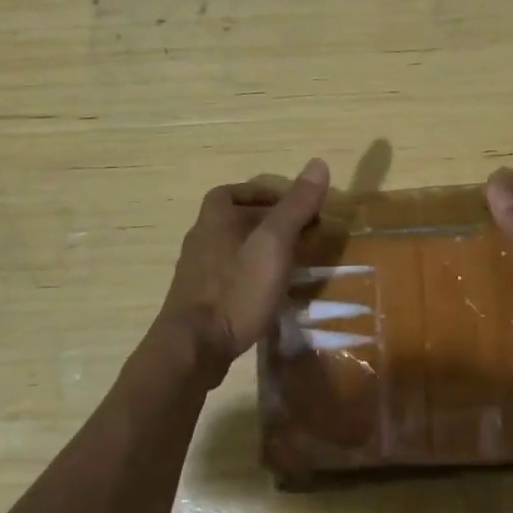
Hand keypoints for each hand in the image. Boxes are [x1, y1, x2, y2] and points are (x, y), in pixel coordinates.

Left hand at [155, 159, 331, 383]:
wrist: (194, 349)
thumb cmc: (236, 290)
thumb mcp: (274, 244)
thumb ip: (295, 206)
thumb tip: (319, 163)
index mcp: (215, 217)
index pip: (236, 191)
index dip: (266, 194)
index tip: (296, 208)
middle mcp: (201, 238)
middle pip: (236, 219)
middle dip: (269, 223)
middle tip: (302, 236)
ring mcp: (197, 271)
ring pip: (233, 248)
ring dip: (261, 250)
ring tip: (291, 263)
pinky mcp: (199, 300)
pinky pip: (229, 275)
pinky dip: (251, 275)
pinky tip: (269, 292)